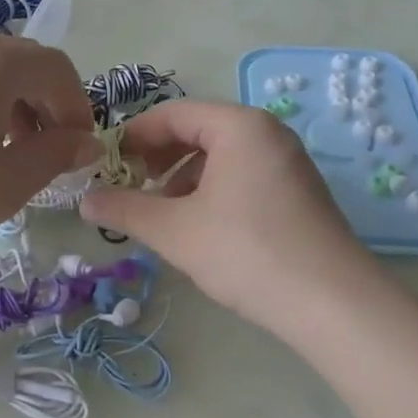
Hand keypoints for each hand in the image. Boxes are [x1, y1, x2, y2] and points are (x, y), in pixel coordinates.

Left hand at [0, 34, 95, 254]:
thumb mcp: (9, 181)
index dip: (78, 107)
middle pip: (25, 63)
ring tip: (10, 151)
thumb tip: (87, 142)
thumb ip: (57, 155)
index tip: (79, 149)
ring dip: (15, 103)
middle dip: (47, 103)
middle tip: (48, 150)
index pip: (58, 69)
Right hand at [80, 100, 380, 334]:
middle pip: (199, 131)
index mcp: (239, 126)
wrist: (333, 304)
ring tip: (163, 212)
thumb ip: (125, 209)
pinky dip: (213, 190)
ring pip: (222, 156)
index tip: (107, 160)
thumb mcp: (174, 230)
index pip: (174, 114)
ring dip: (184, 177)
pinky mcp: (299, 192)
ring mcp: (289, 162)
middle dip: (159, 157)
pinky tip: (201, 227)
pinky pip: (244, 175)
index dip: (134, 135)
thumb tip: (84, 200)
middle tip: (131, 185)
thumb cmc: (246, 252)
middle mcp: (268, 133)